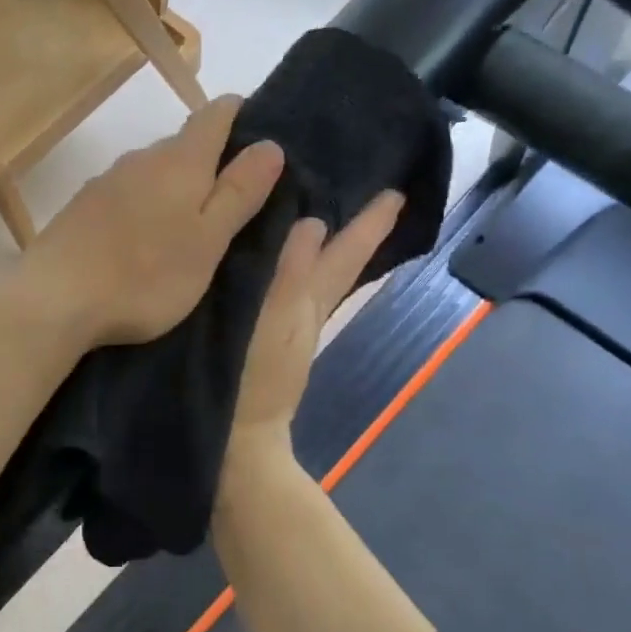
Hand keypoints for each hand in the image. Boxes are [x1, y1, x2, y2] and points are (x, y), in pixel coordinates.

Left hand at [16, 96, 285, 347]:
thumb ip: (238, 192)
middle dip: (209, 160)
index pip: (216, 115)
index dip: (240, 116)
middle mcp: (140, 159)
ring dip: (173, 187)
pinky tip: (142, 239)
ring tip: (188, 224)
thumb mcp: (207, 241)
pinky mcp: (80, 208)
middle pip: (183, 144)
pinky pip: (124, 195)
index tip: (258, 137)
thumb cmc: (145, 276)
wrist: (55, 299)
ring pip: (151, 171)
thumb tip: (270, 144)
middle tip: (231, 198)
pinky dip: (142, 206)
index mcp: (179, 162)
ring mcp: (105, 182)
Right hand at [228, 191, 404, 454]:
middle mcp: (305, 311)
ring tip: (315, 213)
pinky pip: (282, 290)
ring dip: (321, 246)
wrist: (236, 441)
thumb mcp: (274, 321)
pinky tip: (269, 260)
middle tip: (365, 192)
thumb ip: (291, 274)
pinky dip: (287, 267)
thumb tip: (313, 223)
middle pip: (337, 264)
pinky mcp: (261, 339)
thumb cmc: (253, 379)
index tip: (394, 190)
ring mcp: (284, 328)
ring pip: (312, 276)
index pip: (348, 255)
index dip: (369, 224)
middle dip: (353, 230)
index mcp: (310, 302)